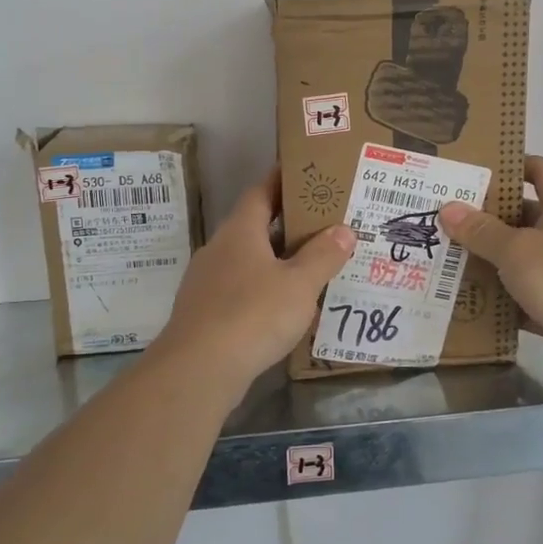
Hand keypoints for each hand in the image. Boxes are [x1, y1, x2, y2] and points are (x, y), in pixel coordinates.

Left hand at [154, 172, 354, 392]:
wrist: (199, 369)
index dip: (282, 180)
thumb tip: (343, 230)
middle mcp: (219, 249)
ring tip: (311, 265)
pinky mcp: (205, 313)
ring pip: (248, 261)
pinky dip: (264, 290)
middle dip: (287, 224)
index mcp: (240, 231)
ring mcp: (207, 282)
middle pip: (255, 226)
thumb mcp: (300, 284)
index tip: (305, 174)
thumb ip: (323, 256)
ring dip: (276, 260)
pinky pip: (240, 290)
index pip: (261, 192)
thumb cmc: (253, 314)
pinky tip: (285, 307)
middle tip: (324, 224)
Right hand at [440, 156, 542, 388]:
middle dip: (485, 218)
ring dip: (487, 261)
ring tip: (444, 258)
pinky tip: (463, 300)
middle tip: (444, 218)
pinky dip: (497, 300)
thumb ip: (481, 230)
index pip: (541, 171)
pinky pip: (519, 298)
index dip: (514, 164)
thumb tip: (448, 208)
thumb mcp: (516, 249)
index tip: (477, 168)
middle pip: (522, 217)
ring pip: (518, 260)